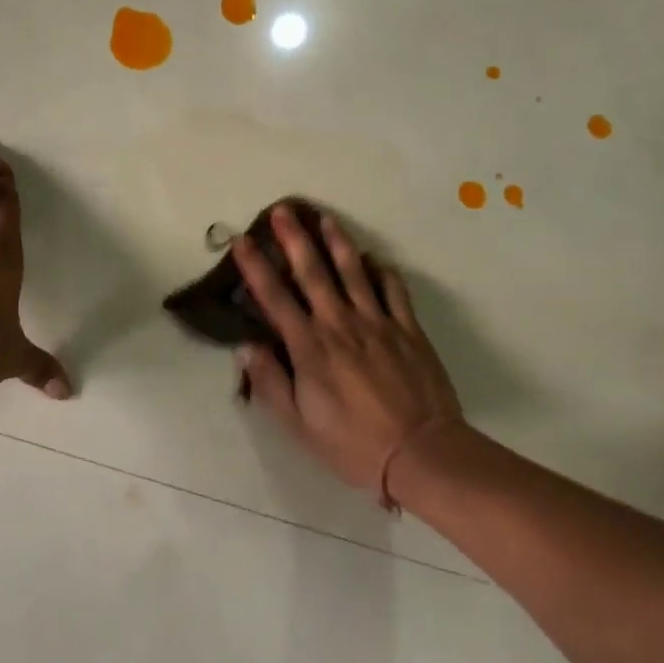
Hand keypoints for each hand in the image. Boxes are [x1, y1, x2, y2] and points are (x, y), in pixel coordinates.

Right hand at [232, 205, 462, 497]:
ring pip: (354, 271)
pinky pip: (393, 289)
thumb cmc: (353, 444)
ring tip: (326, 217)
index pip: (274, 297)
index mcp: (309, 346)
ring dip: (337, 241)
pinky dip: (382, 270)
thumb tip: (246, 346)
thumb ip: (271, 382)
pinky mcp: (408, 329)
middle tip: (283, 209)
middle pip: (313, 271)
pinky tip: (374, 258)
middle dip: (294, 238)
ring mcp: (378, 322)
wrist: (422, 453)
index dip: (255, 267)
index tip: (242, 241)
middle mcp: (340, 323)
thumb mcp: (298, 424)